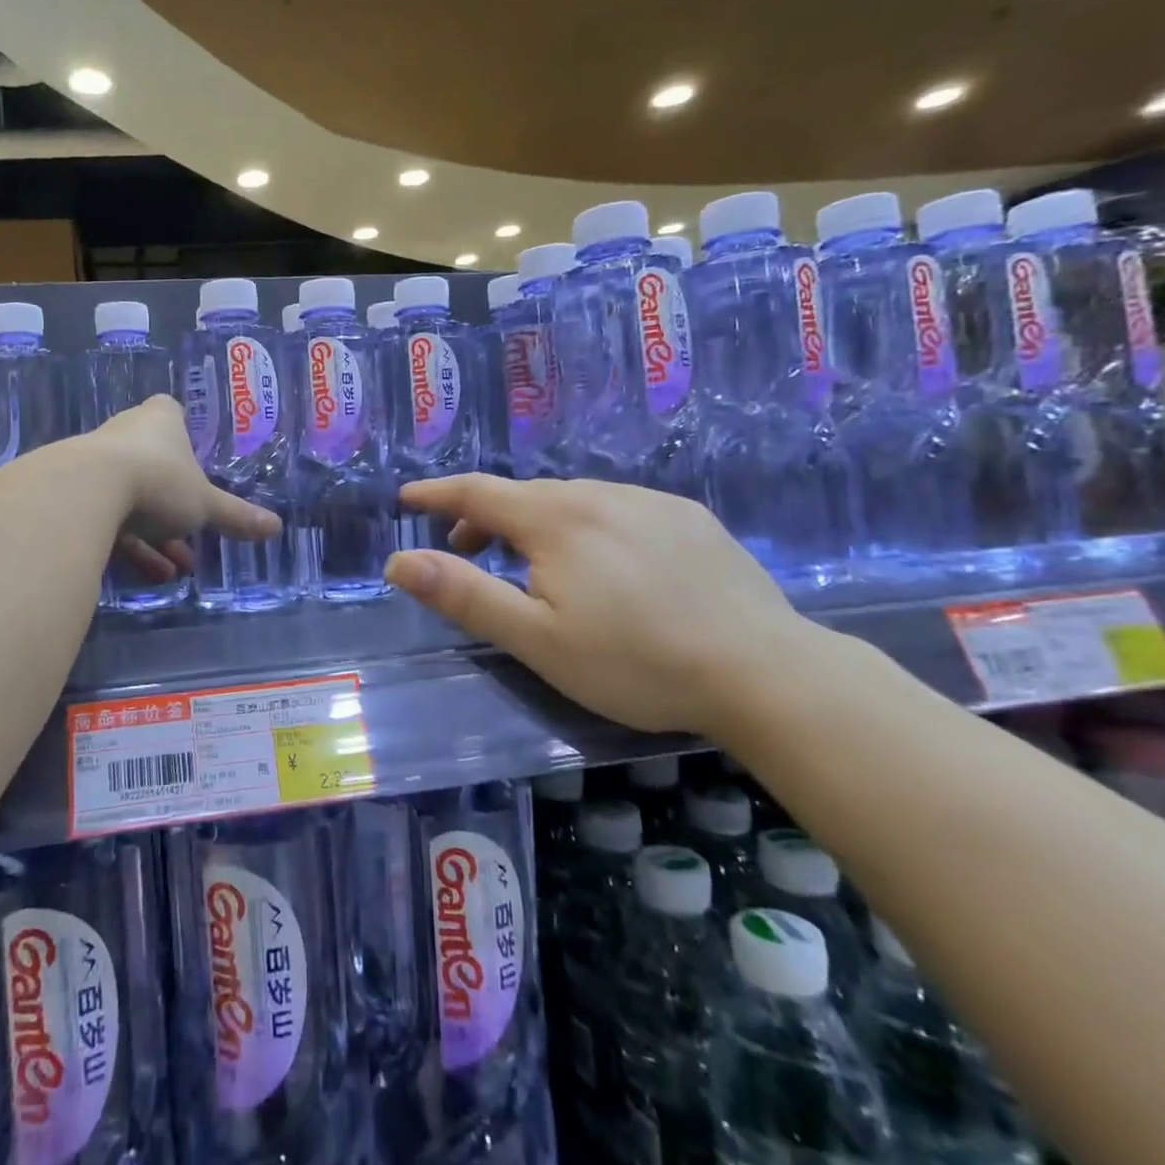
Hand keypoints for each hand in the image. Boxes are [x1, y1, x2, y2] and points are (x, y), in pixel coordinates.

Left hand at [87, 395, 280, 580]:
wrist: (83, 493)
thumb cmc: (157, 480)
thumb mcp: (204, 504)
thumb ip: (236, 516)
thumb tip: (276, 527)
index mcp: (160, 420)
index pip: (171, 413)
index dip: (183, 435)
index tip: (194, 463)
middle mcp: (125, 432)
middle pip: (152, 462)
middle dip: (173, 504)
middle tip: (192, 538)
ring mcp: (95, 462)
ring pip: (129, 496)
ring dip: (153, 535)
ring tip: (174, 570)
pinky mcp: (73, 493)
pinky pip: (106, 518)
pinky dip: (128, 545)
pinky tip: (148, 576)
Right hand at [383, 476, 812, 738]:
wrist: (765, 672)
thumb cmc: (635, 662)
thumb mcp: (536, 639)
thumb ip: (464, 595)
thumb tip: (399, 561)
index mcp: (555, 520)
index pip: (478, 492)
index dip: (437, 493)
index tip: (408, 497)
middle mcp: (599, 494)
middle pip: (523, 495)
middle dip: (484, 517)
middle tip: (467, 552)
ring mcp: (649, 501)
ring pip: (572, 500)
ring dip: (536, 522)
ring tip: (535, 564)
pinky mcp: (688, 517)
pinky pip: (617, 507)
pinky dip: (586, 524)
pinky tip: (606, 563)